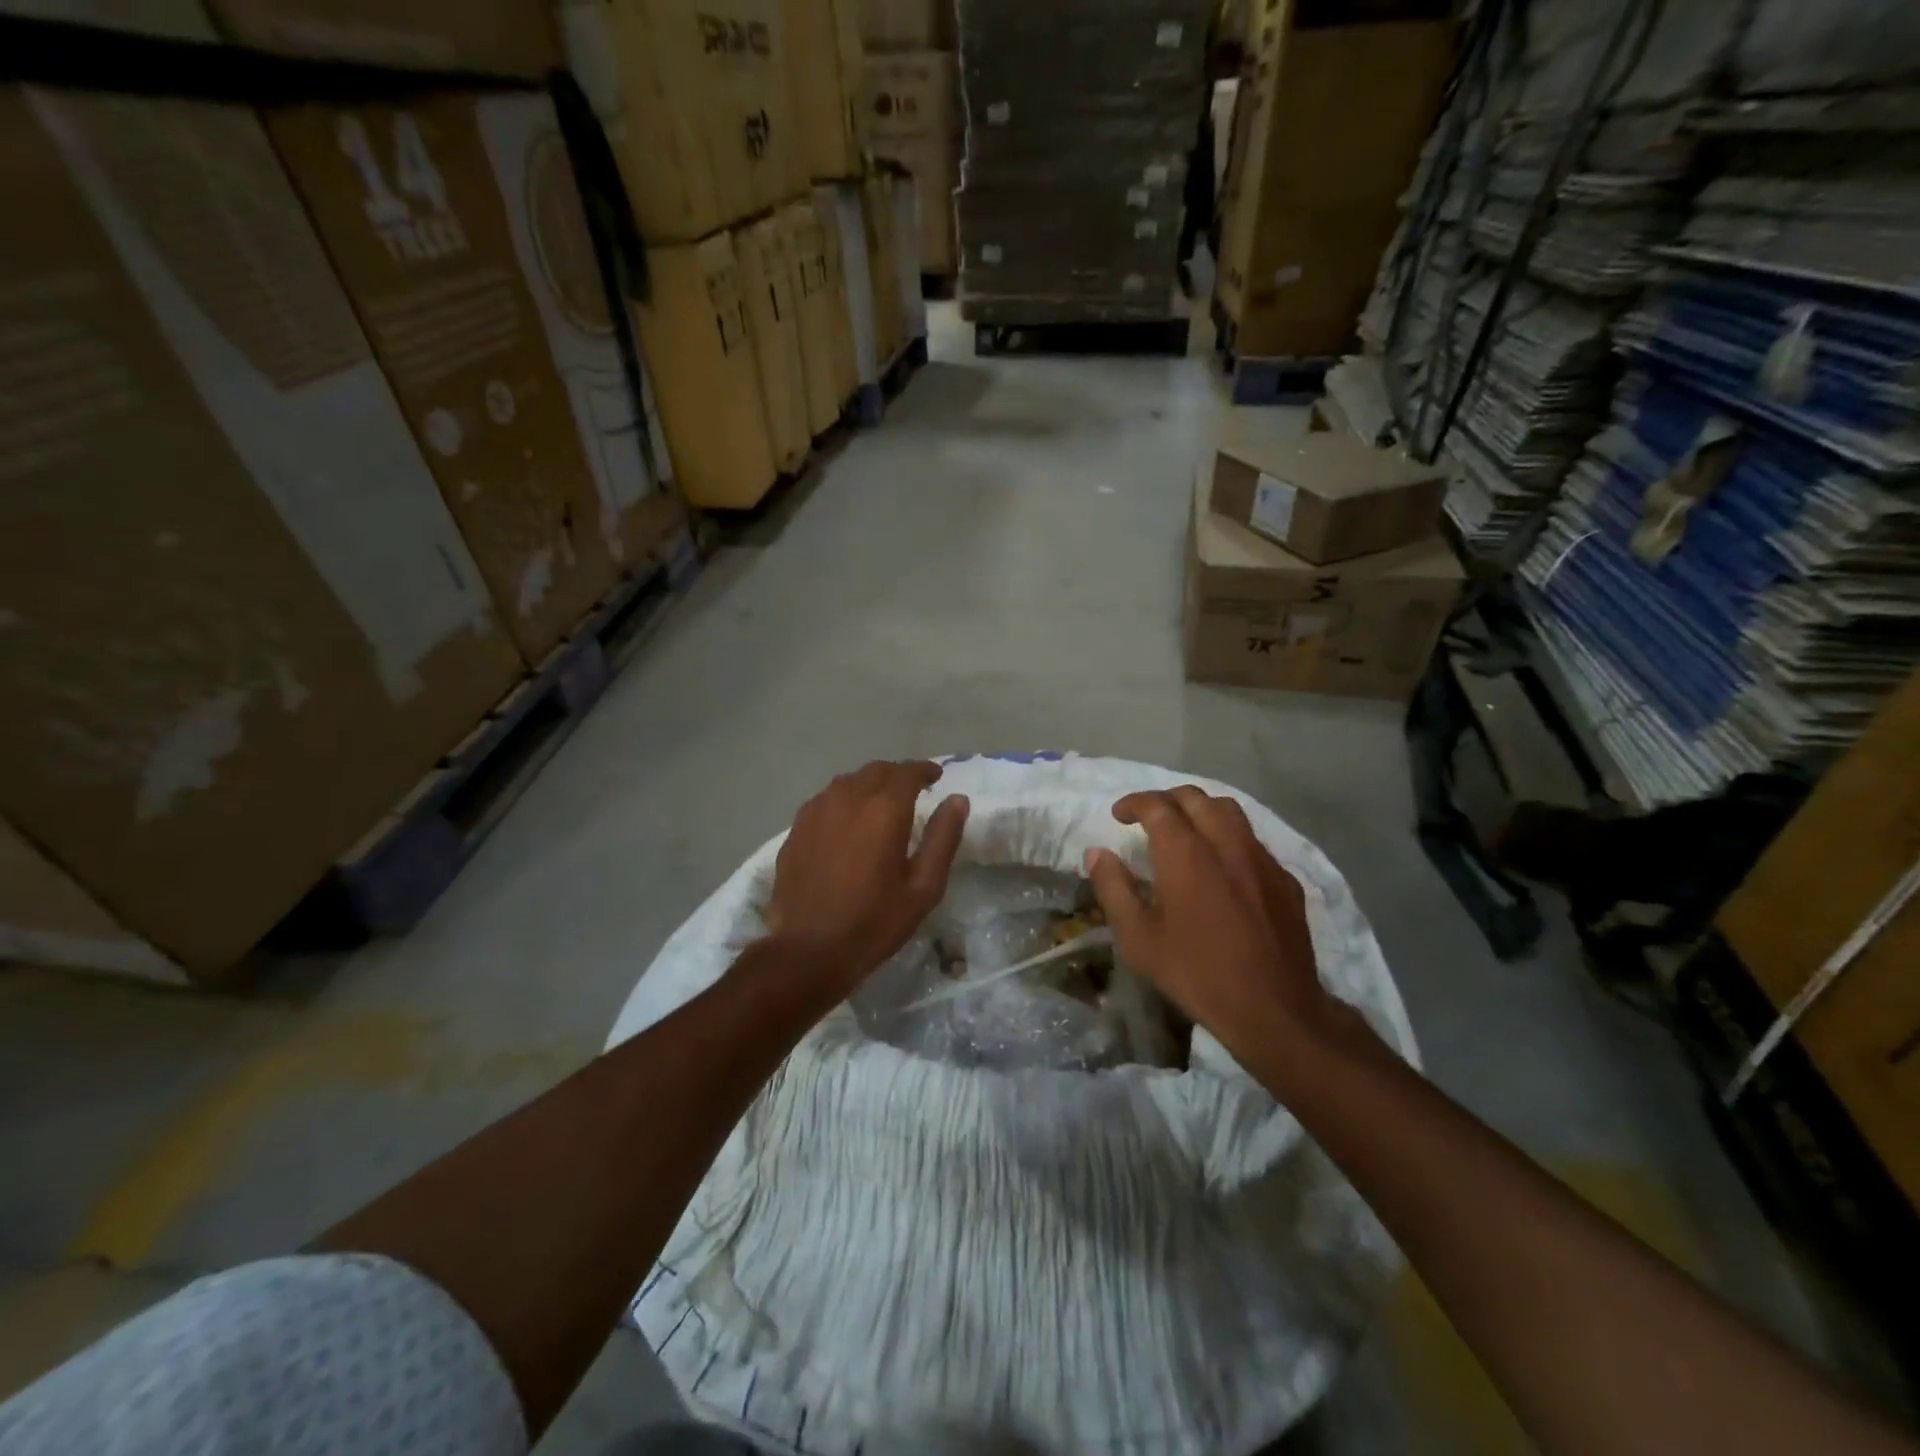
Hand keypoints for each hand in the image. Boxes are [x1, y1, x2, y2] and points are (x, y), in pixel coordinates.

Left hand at [765, 760, 968, 993]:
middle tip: (912, 791)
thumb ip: (943, 838)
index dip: (924, 770)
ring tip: (880, 805)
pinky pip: (825, 800)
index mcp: (884, 810)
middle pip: (876, 771)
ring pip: (847, 782)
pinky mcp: (796, 829)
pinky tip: (846, 823)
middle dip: (897, 775)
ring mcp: (817, 811)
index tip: (936, 777)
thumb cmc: (874, 922)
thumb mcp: (923, 887)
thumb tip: (957, 800)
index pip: (907, 772)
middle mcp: (848, 799)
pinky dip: (843, 801)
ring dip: (869, 785)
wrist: (809, 950)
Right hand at [1084, 787, 1353, 1072]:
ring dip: (1201, 811)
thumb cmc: (1196, 973)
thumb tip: (1097, 853)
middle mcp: (1226, 844)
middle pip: (1196, 798)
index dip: (1134, 803)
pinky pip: (1253, 841)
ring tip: (1187, 831)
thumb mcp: (1138, 939)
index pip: (1158, 806)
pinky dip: (1230, 838)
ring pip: (1230, 812)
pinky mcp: (1285, 880)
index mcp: (1186, 854)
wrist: (1273, 1009)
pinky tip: (1224, 867)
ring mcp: (1261, 859)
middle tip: (1149, 819)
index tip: (1119, 815)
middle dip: (1167, 800)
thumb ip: (1114, 889)